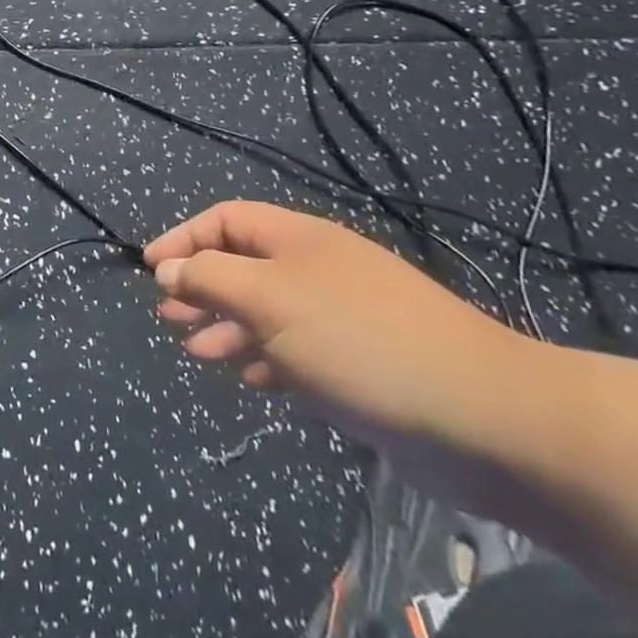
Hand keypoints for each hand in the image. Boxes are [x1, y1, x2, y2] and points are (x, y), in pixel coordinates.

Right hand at [148, 201, 540, 494]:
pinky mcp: (361, 364)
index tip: (150, 269)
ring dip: (226, 326)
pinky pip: (297, 350)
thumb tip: (167, 269)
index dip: (184, 238)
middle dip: (200, 285)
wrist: (487, 418)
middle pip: (243, 264)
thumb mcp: (269, 299)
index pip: (225, 220)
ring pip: (266, 311)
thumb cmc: (359, 341)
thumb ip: (209, 279)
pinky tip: (250, 377)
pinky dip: (265, 358)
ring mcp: (342, 318)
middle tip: (166, 315)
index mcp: (298, 240)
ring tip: (195, 349)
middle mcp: (317, 270)